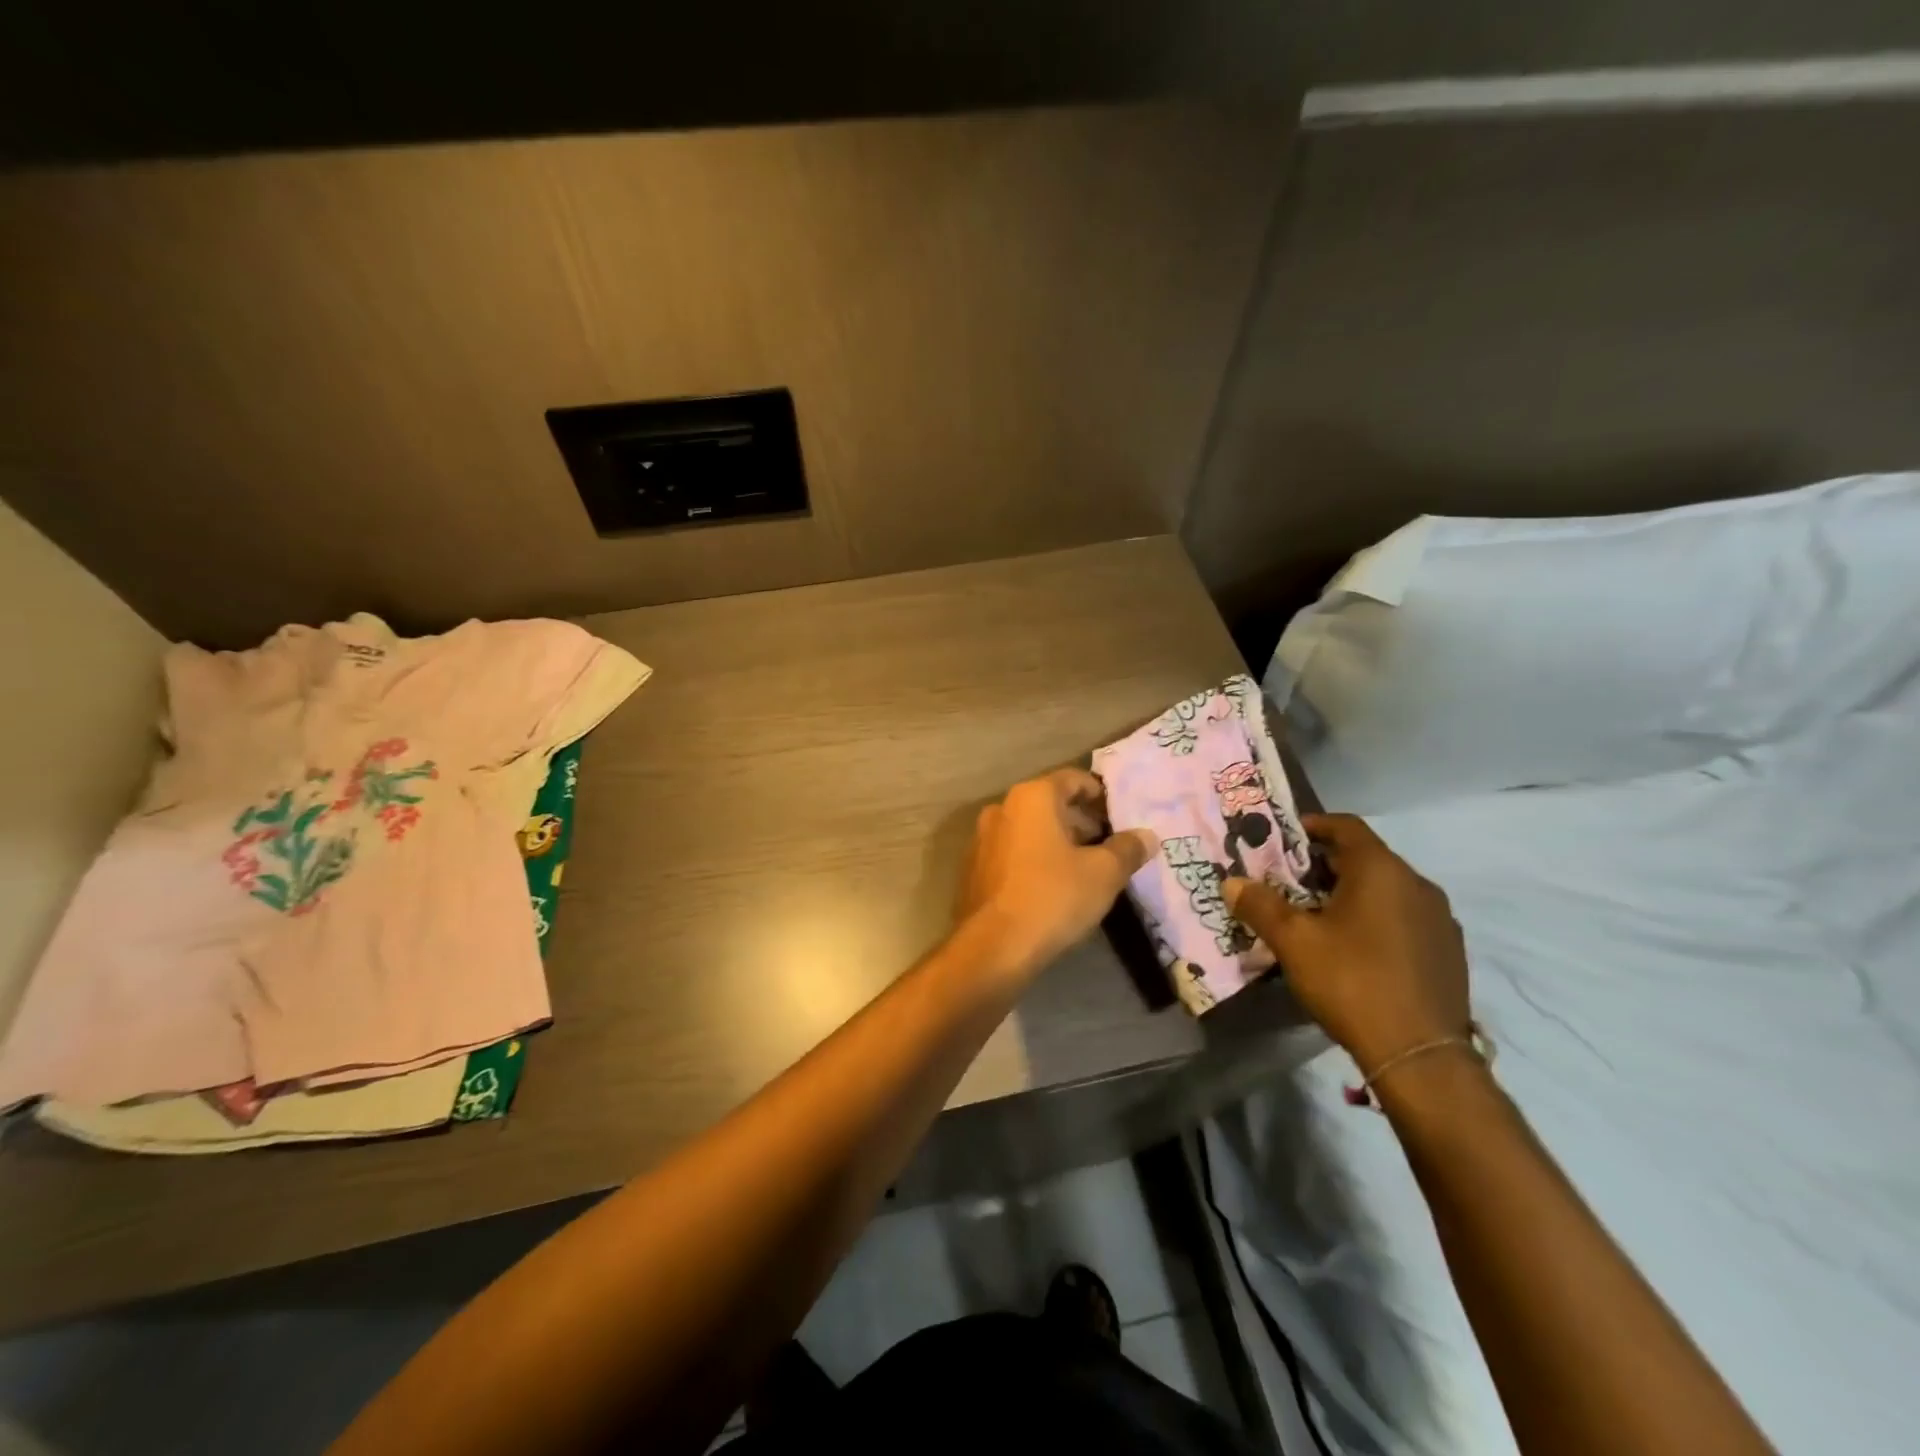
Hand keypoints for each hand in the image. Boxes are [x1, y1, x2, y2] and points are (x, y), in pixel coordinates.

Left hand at [958, 768, 1156, 978]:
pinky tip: (1054, 887)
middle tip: (1110, 847)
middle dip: (1082, 821)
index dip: (1101, 796)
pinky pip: (1013, 852)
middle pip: (1050, 803)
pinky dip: (1036, 859)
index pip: (1073, 779)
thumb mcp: (1104, 874)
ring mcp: (983, 838)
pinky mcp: (974, 868)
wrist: (993, 947)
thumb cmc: (1053, 897)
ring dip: (1058, 842)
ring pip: (1030, 829)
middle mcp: (1002, 808)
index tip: (1121, 819)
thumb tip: (1147, 836)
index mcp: (1031, 797)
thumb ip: (1128, 849)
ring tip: (1087, 870)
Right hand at [1225, 814, 1469, 1073]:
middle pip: (1366, 858)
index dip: (1313, 825)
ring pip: (1387, 890)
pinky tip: (1355, 948)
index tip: (1285, 837)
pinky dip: (1376, 918)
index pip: (1346, 826)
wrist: (1420, 1055)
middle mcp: (1417, 884)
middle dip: (1325, 865)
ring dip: (1352, 893)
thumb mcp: (1293, 941)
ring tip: (1318, 917)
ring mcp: (1439, 919)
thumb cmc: (1352, 981)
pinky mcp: (1449, 952)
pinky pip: (1405, 918)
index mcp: (1381, 870)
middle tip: (1289, 882)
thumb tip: (1232, 882)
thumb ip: (1260, 905)